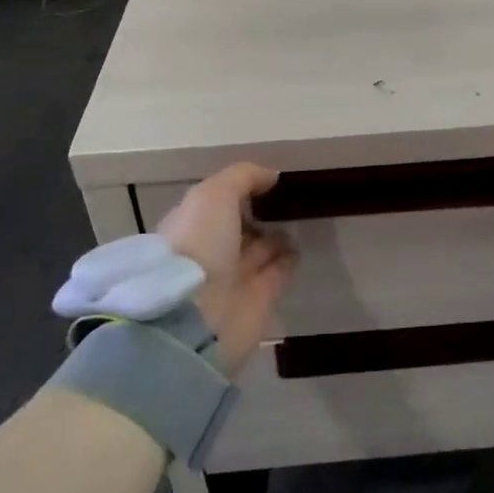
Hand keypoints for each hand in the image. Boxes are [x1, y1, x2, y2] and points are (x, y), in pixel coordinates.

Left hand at [158, 163, 297, 368]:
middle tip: (287, 199)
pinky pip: (277, 272)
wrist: (199, 316)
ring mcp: (234, 277)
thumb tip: (271, 176)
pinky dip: (289, 259)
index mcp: (191, 226)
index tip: (265, 180)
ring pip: (260, 250)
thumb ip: (243, 178)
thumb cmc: (199, 244)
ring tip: (300, 217)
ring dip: (276, 236)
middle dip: (257, 214)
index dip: (238, 192)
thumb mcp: (214, 195)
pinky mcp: (259, 300)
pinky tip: (302, 243)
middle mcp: (210, 251)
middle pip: (238, 228)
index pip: (216, 205)